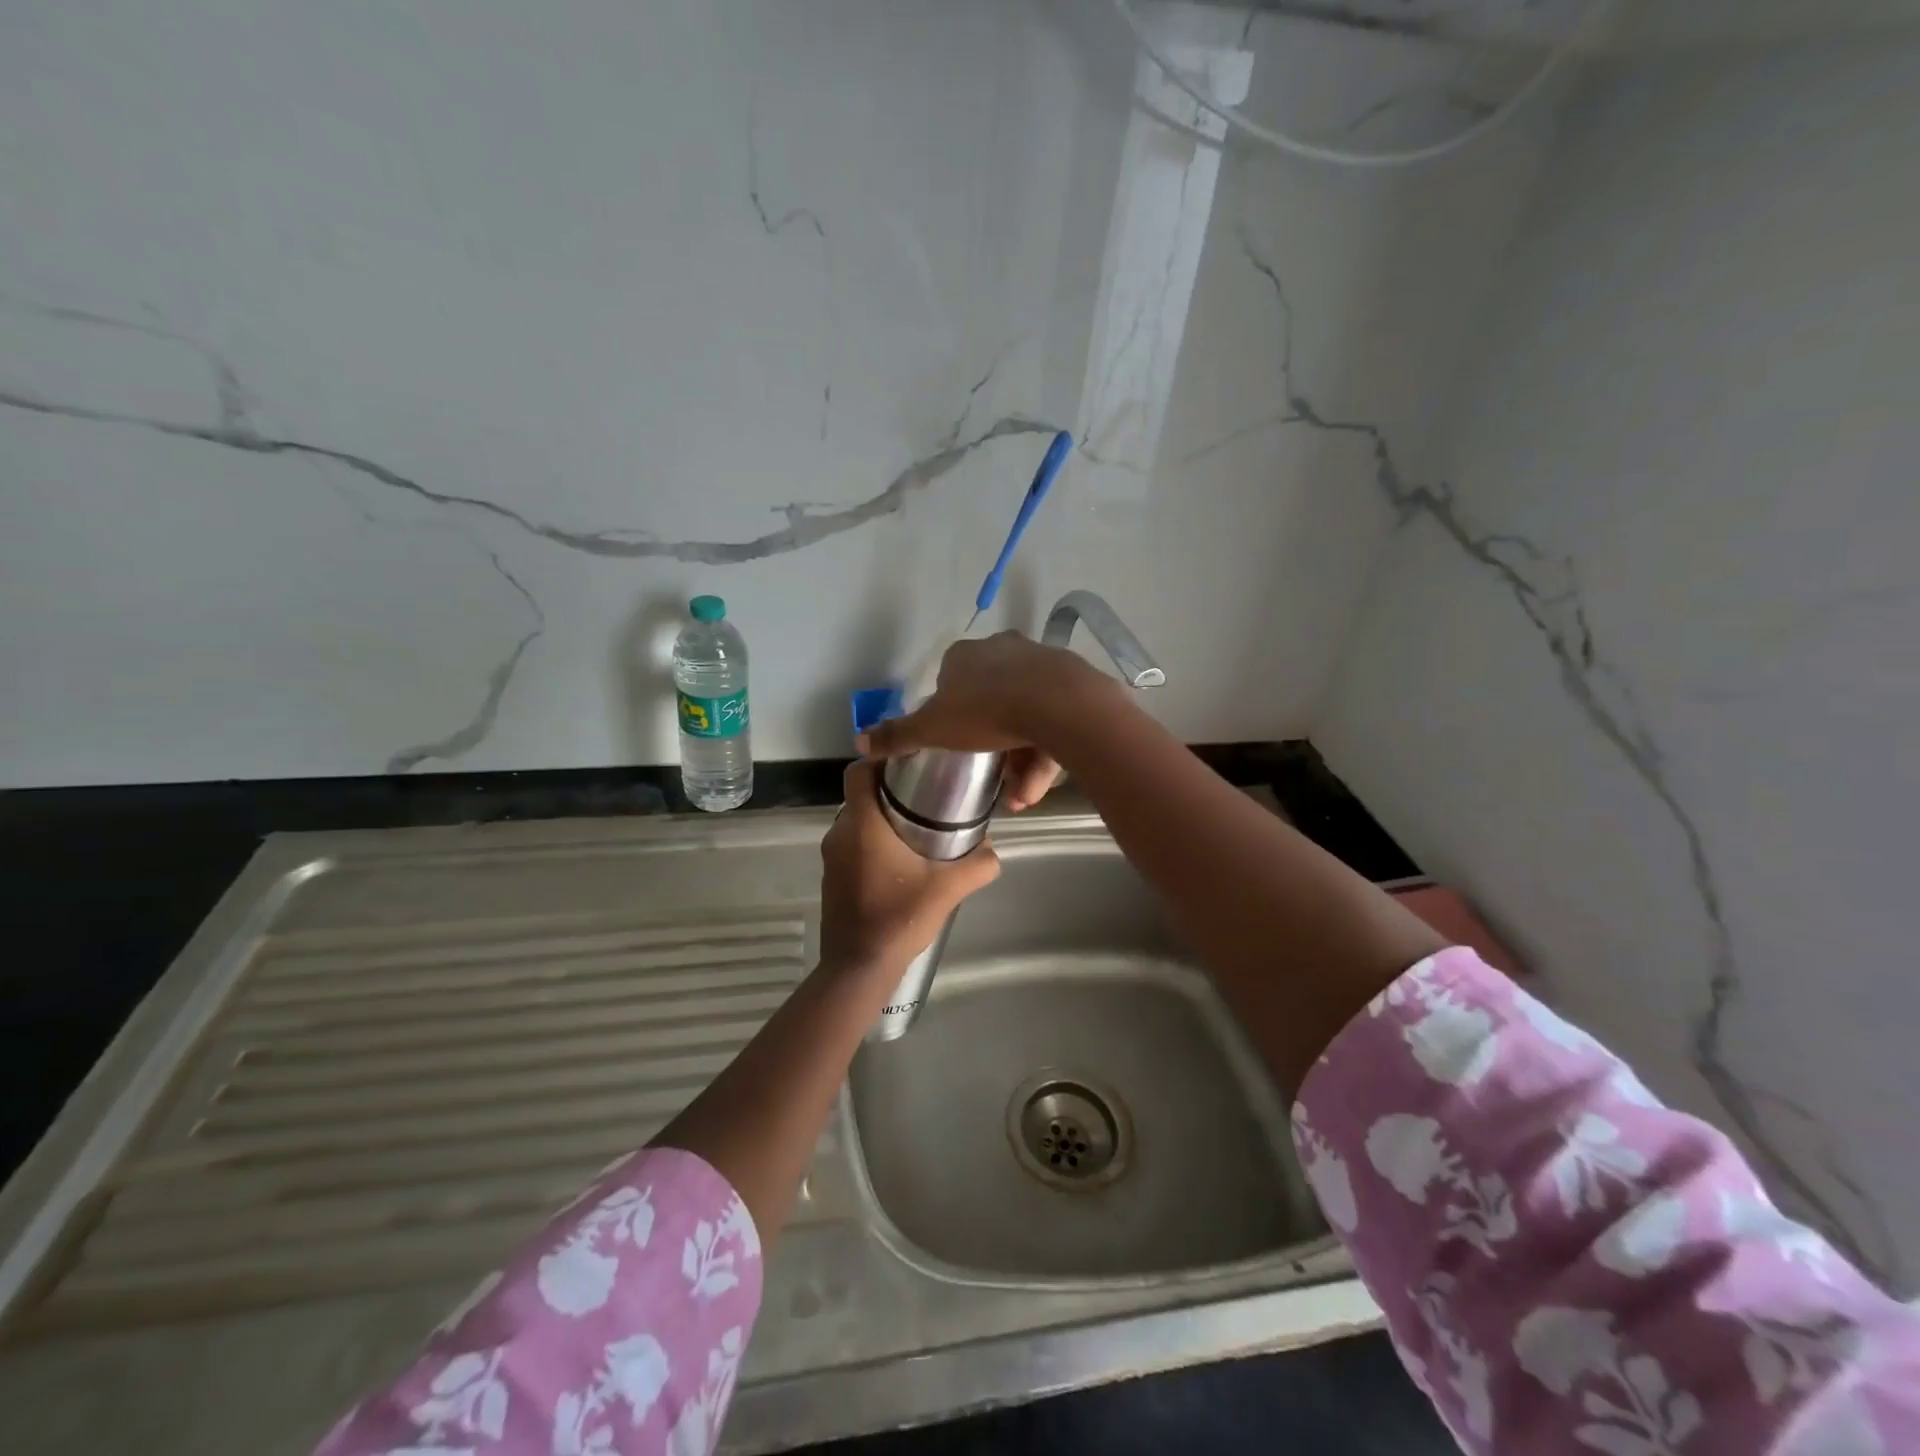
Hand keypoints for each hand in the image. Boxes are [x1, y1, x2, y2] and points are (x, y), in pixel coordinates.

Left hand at [819, 760, 999, 973]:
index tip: (909, 764)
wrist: (858, 967)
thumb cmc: (899, 918)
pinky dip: (871, 842)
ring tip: (916, 826)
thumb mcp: (948, 889)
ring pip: (856, 821)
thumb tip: (992, 850)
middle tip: (924, 794)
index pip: (858, 771)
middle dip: (888, 790)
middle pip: (860, 795)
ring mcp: (832, 857)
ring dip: (880, 818)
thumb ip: (977, 865)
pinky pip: (851, 845)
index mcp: (862, 825)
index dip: (879, 760)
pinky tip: (899, 861)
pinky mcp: (832, 878)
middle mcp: (840, 833)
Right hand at [857, 633, 1104, 810]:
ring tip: (1019, 798)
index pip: (951, 680)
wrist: (1060, 705)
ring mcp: (1042, 664)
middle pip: (992, 700)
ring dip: (1020, 761)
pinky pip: (1055, 722)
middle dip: (991, 746)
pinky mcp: (1074, 683)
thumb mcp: (933, 729)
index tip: (957, 741)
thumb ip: (897, 737)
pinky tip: (1039, 789)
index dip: (951, 713)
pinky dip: (1045, 755)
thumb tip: (857, 743)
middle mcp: (1004, 650)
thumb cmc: (986, 712)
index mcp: (966, 656)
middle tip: (993, 778)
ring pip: (1026, 716)